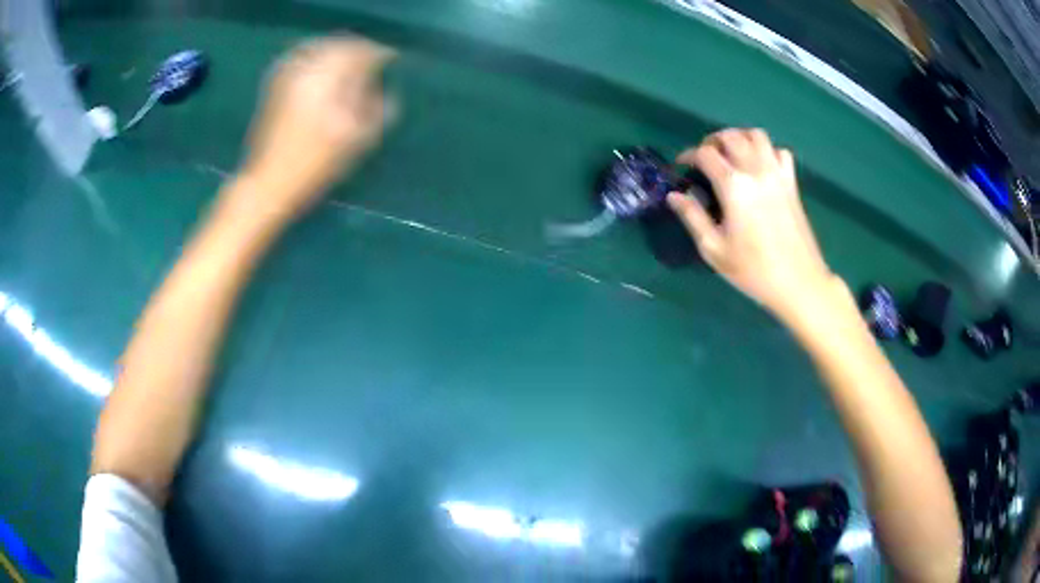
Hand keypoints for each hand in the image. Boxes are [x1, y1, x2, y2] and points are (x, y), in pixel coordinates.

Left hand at [238, 36, 393, 221]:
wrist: (268, 183)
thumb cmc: (314, 166)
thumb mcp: (356, 142)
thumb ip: (378, 110)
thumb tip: (388, 91)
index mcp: (328, 78)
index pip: (362, 52)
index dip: (381, 54)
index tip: (394, 61)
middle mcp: (306, 69)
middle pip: (341, 44)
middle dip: (360, 50)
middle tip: (374, 63)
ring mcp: (287, 75)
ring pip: (321, 47)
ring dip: (339, 52)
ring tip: (351, 65)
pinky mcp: (276, 84)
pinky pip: (302, 56)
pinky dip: (318, 57)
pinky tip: (325, 69)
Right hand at [667, 128, 835, 322]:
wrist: (798, 282)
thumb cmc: (753, 270)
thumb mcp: (714, 249)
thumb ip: (692, 217)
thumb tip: (675, 195)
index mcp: (734, 186)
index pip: (705, 153)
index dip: (689, 155)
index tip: (682, 167)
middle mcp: (756, 171)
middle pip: (731, 136)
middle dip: (712, 141)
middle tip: (705, 159)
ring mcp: (777, 174)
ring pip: (756, 135)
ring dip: (739, 138)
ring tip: (731, 155)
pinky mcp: (792, 183)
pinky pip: (779, 152)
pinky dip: (766, 151)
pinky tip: (759, 167)